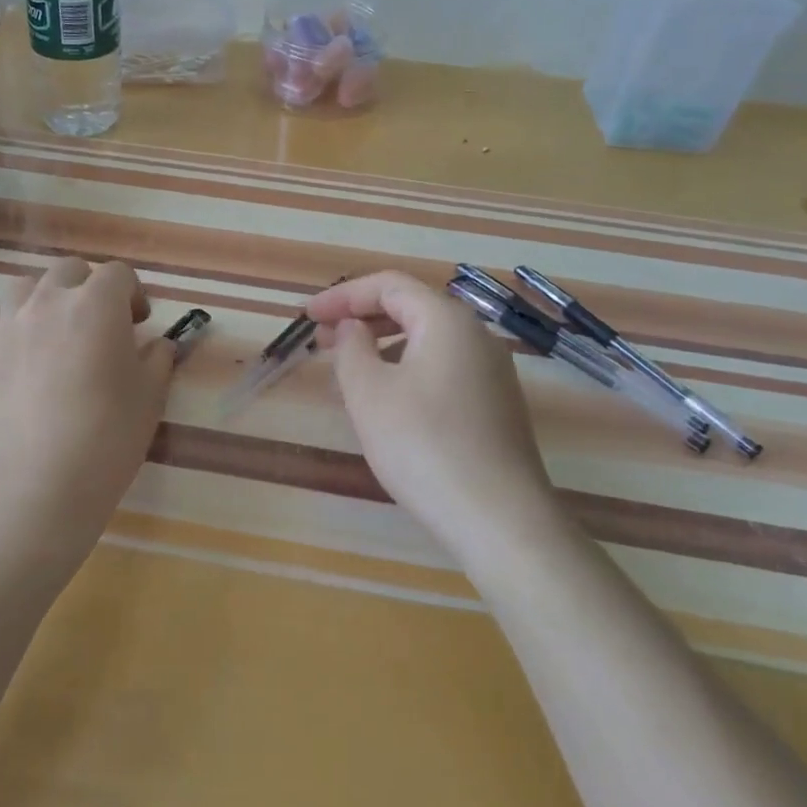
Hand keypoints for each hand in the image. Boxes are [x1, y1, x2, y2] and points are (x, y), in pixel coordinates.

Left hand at [0, 258, 174, 558]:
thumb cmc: (107, 437)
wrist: (36, 484)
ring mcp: (7, 324)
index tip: (139, 324)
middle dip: (90, 288)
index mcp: (97, 304)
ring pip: (26, 287)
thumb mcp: (151, 396)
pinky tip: (19, 352)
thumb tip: (156, 345)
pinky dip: (9, 324)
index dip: (134, 294)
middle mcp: (49, 301)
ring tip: (56, 333)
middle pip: (70, 271)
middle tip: (101, 326)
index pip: (119, 274)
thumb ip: (158, 358)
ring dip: (46, 299)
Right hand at [306, 271, 551, 543]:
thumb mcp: (369, 393)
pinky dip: (406, 367)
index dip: (342, 296)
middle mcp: (476, 336)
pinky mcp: (495, 404)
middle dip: (361, 317)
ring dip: (383, 344)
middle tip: (322, 340)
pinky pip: (442, 367)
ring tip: (349, 370)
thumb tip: (353, 328)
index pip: (388, 286)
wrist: (500, 520)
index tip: (306, 316)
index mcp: (446, 321)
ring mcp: (491, 371)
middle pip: (411, 307)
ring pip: (427, 339)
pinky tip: (387, 400)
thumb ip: (351, 349)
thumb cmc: (424, 446)